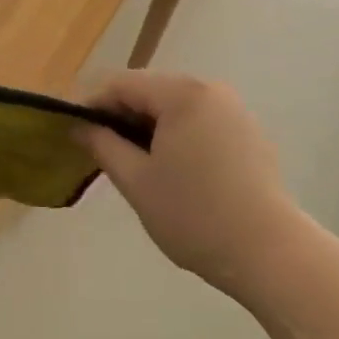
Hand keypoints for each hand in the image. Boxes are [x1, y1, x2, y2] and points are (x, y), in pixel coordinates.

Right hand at [76, 71, 308, 298]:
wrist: (269, 253)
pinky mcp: (248, 134)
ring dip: (147, 126)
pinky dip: (175, 135)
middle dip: (119, 115)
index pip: (122, 84)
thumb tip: (79, 126)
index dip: (91, 104)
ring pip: (175, 107)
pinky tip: (168, 168)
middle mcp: (211, 91)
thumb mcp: (137, 181)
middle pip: (150, 91)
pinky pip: (199, 122)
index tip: (69, 130)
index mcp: (183, 94)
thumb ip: (103, 145)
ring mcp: (234, 111)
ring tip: (129, 160)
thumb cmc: (195, 215)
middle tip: (95, 148)